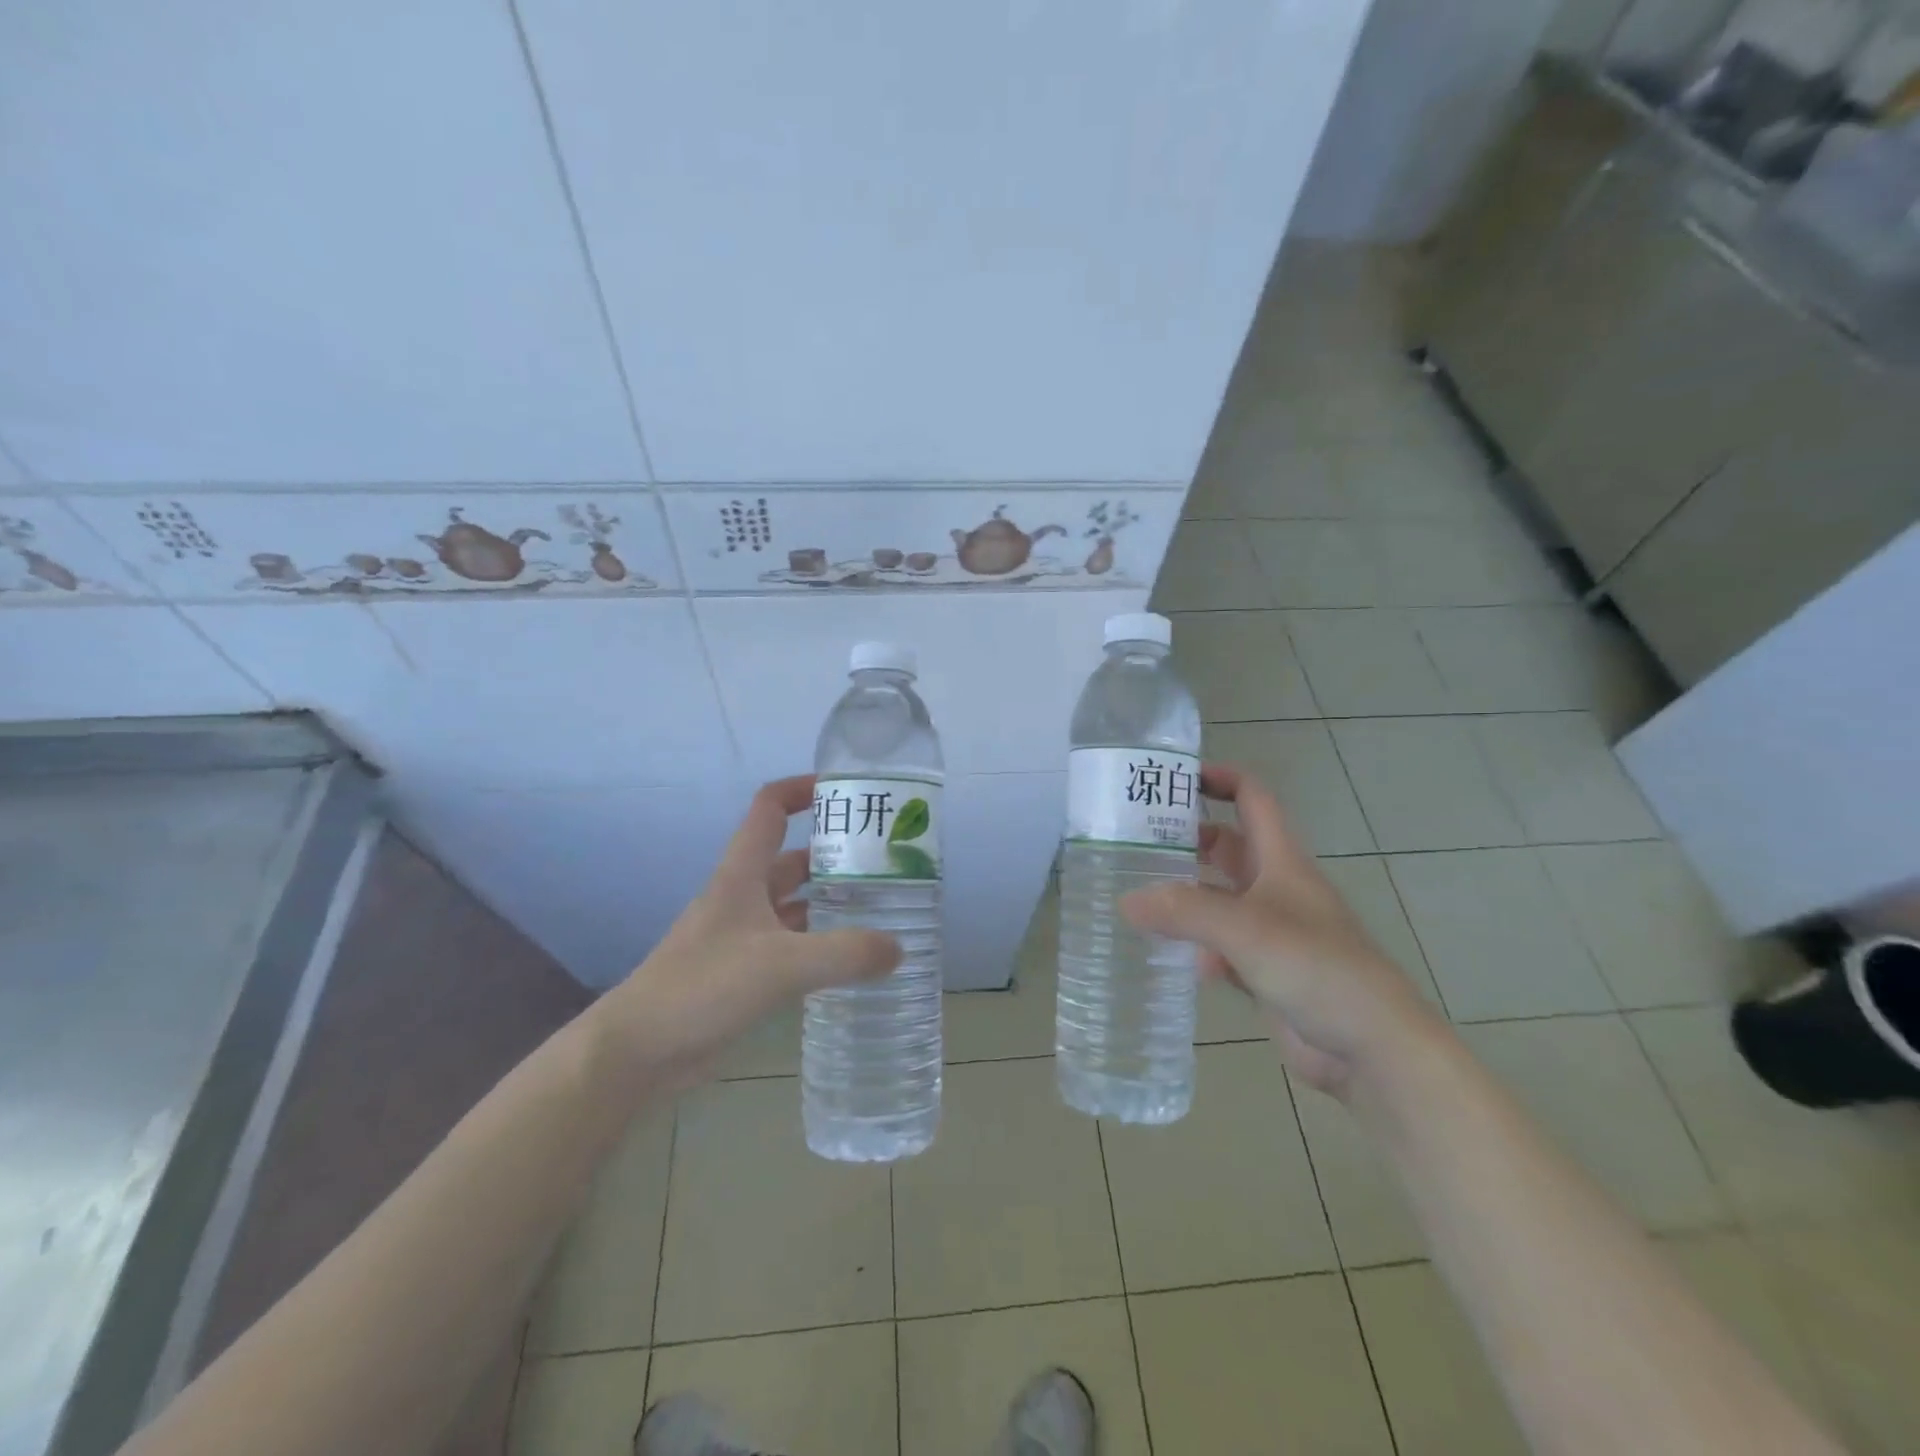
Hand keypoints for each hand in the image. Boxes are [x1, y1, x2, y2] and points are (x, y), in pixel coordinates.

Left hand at [595, 775, 901, 1088]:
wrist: (638, 1051)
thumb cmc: (704, 987)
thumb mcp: (782, 965)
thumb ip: (844, 954)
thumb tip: (898, 948)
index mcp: (743, 874)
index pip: (770, 808)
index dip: (802, 789)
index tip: (845, 791)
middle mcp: (743, 896)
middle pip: (792, 858)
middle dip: (834, 855)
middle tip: (886, 864)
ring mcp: (741, 935)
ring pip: (793, 904)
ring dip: (829, 902)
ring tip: (881, 909)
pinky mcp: (742, 972)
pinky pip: (791, 945)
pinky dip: (819, 945)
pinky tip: (850, 959)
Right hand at [1120, 763, 1439, 1096]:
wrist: (1372, 1048)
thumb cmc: (1317, 968)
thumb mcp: (1246, 929)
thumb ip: (1184, 911)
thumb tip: (1125, 900)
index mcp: (1281, 860)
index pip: (1251, 798)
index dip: (1219, 778)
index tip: (1173, 779)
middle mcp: (1276, 888)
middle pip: (1227, 846)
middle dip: (1186, 840)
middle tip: (1135, 843)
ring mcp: (1271, 930)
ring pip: (1219, 899)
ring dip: (1185, 897)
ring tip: (1136, 896)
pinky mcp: (1266, 970)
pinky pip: (1221, 947)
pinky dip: (1198, 947)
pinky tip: (1174, 959)